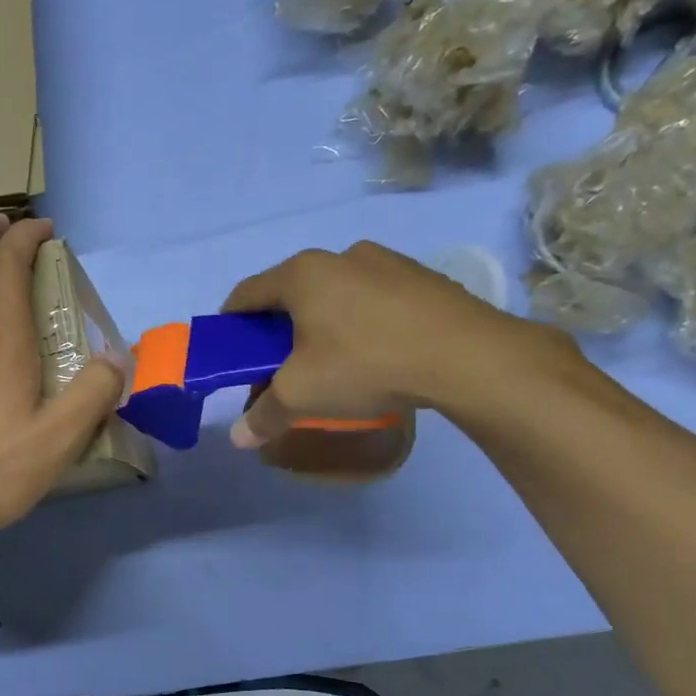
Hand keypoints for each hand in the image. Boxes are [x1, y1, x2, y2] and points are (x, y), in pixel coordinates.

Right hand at [221, 241, 567, 455]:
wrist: (465, 355)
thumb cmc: (364, 363)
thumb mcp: (302, 395)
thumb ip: (265, 415)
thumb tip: (238, 439)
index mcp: (302, 274)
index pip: (247, 293)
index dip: (231, 322)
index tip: (230, 349)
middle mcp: (340, 256)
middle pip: (292, 292)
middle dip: (279, 328)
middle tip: (280, 363)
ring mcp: (386, 262)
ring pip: (336, 293)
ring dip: (322, 322)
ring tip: (332, 360)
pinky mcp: (421, 278)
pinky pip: (374, 298)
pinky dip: (361, 320)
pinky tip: (375, 352)